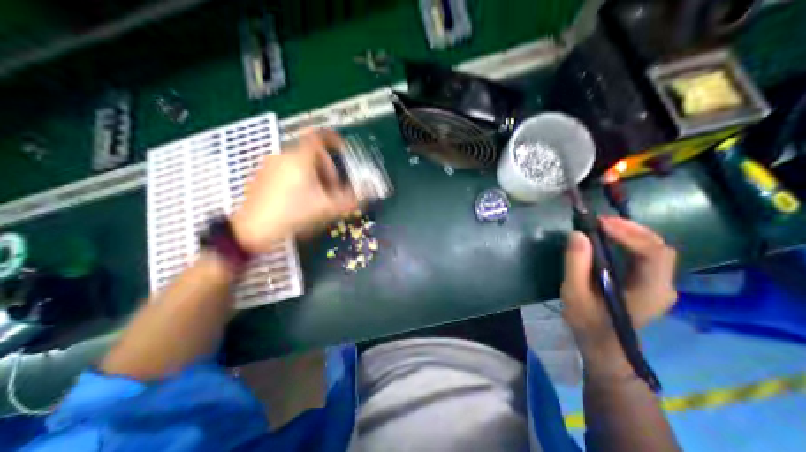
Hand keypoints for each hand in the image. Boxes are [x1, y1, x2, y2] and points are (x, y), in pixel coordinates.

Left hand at [233, 130, 358, 253]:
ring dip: (314, 174)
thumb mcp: (326, 208)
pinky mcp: (261, 176)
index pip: (320, 137)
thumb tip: (365, 196)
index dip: (334, 140)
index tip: (343, 150)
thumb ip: (349, 200)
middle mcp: (283, 156)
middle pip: (312, 153)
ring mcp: (270, 165)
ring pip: (299, 162)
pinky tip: (300, 197)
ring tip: (317, 194)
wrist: (252, 230)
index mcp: (300, 158)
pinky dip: (299, 177)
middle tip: (333, 187)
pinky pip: (287, 169)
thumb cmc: (293, 214)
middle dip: (327, 168)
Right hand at [563, 219, 674, 370]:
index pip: (653, 253)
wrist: (603, 347)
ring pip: (653, 249)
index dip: (629, 233)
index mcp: (651, 292)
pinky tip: (609, 238)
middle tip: (599, 222)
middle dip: (630, 229)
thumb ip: (576, 264)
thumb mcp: (574, 293)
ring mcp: (658, 284)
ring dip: (629, 233)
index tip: (600, 223)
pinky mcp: (648, 283)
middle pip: (658, 247)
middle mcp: (663, 286)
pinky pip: (644, 255)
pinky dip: (628, 241)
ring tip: (602, 226)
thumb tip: (577, 234)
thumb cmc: (587, 322)